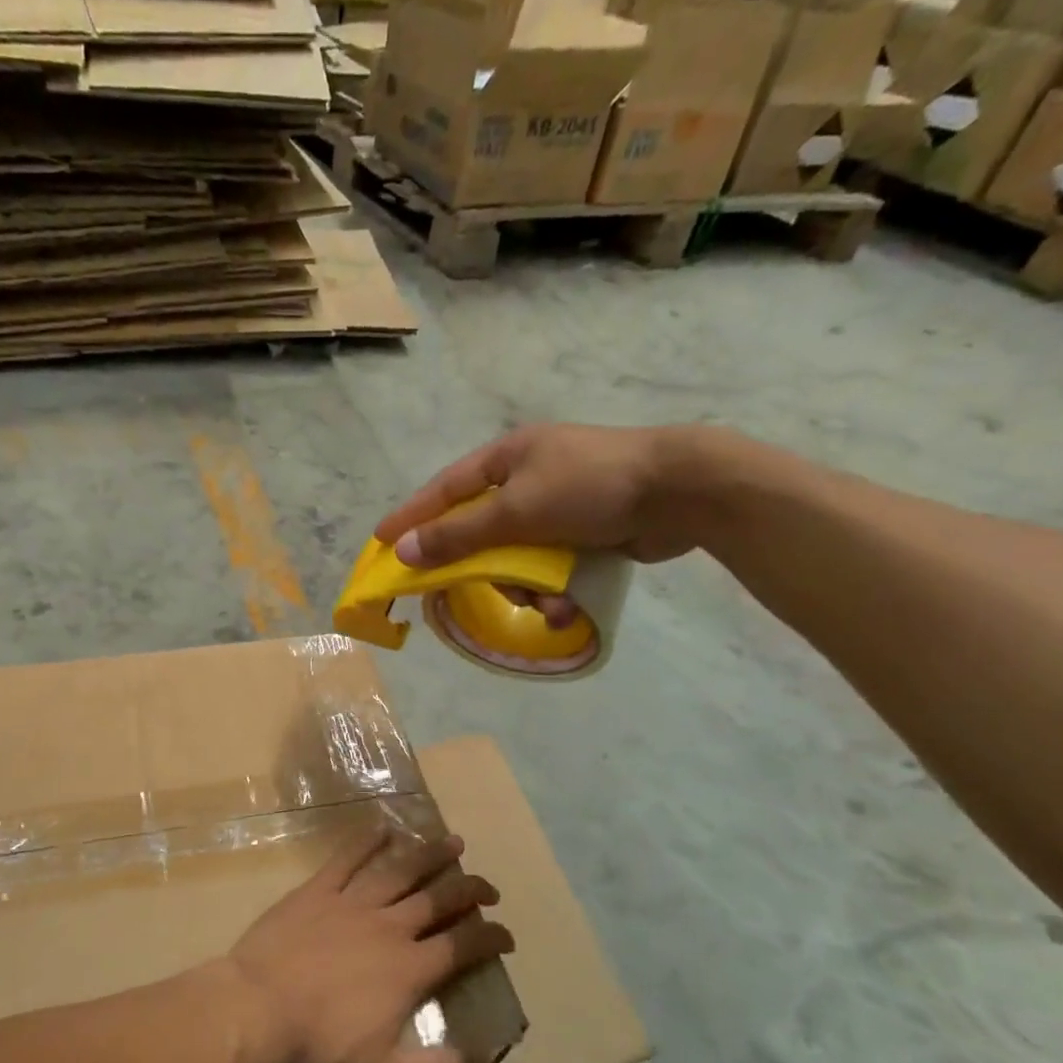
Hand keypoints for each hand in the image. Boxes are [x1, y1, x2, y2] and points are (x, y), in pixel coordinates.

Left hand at [222, 826, 513, 1062]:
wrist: (253, 1011)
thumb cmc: (316, 1048)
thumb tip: (476, 1057)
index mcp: (409, 969)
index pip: (463, 946)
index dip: (491, 937)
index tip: (506, 935)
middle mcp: (388, 927)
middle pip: (438, 899)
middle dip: (469, 888)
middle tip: (488, 885)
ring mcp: (351, 903)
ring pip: (399, 870)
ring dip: (429, 854)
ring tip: (452, 841)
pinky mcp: (316, 891)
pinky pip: (346, 858)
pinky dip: (366, 840)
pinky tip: (382, 826)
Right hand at [375, 425, 706, 620]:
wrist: (682, 491)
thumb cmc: (589, 487)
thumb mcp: (516, 512)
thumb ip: (458, 535)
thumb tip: (402, 551)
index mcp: (507, 458)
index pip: (444, 489)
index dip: (411, 517)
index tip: (381, 542)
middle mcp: (528, 478)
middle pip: (480, 530)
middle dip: (479, 567)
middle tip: (459, 593)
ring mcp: (559, 505)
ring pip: (516, 556)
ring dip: (524, 586)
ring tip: (543, 602)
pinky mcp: (586, 531)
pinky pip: (551, 565)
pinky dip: (554, 588)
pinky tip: (566, 605)